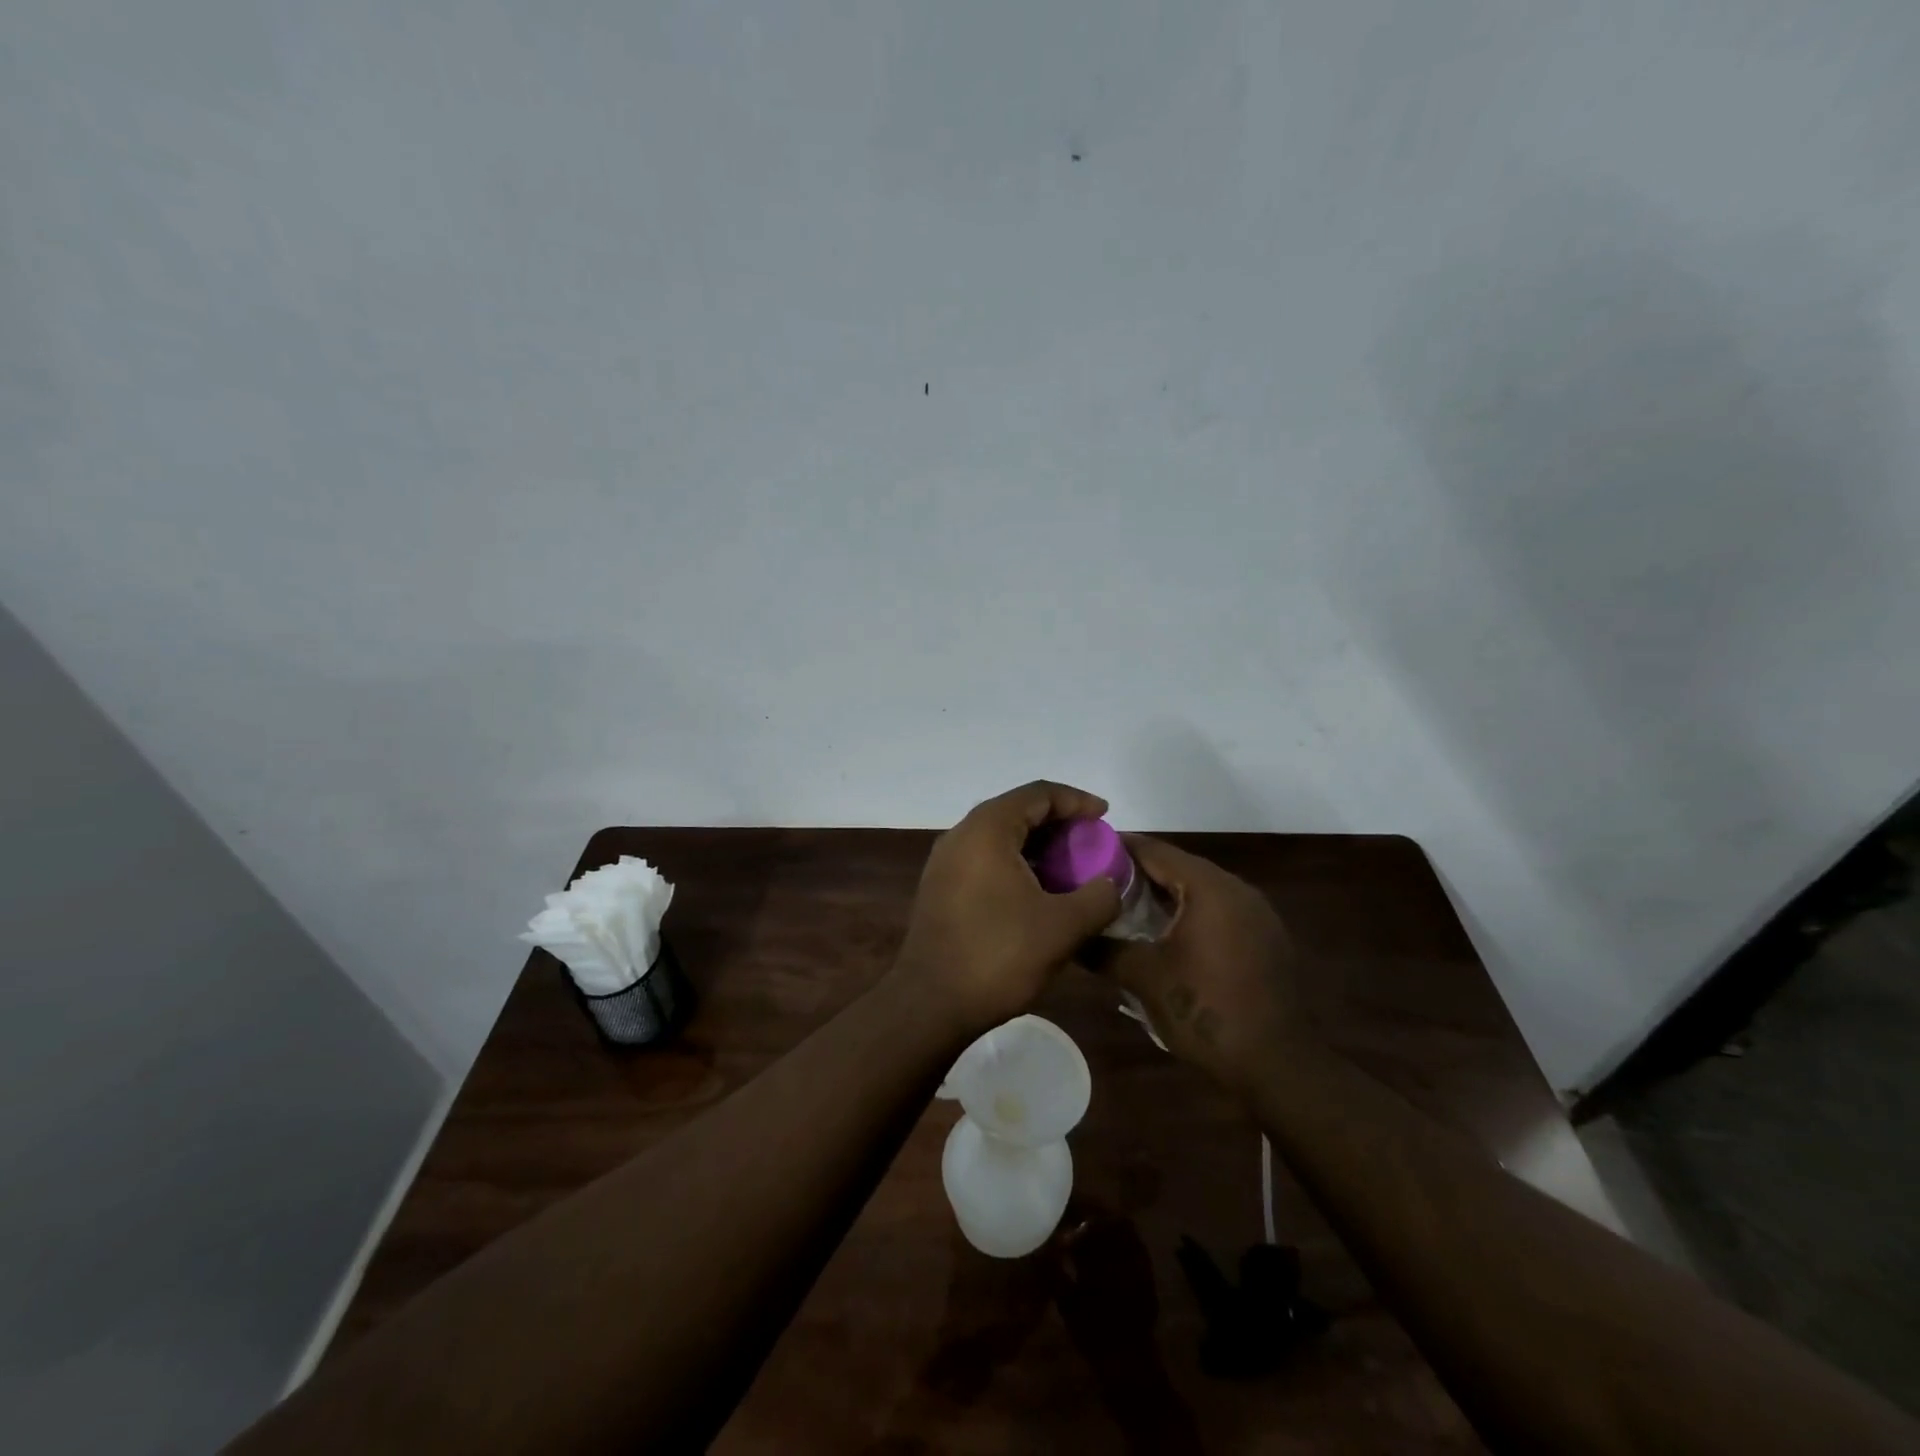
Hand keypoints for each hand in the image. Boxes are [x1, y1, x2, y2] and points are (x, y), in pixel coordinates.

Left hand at [894, 781, 1122, 1032]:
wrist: (930, 1005)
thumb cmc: (998, 956)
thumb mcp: (1063, 927)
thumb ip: (1099, 897)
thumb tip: (1111, 884)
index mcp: (987, 829)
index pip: (1038, 794)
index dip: (1076, 800)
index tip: (1105, 816)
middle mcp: (961, 835)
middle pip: (1017, 811)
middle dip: (1059, 823)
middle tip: (1092, 843)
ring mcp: (945, 862)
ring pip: (1000, 837)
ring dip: (1038, 846)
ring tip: (1071, 867)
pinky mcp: (940, 887)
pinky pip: (985, 859)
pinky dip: (1016, 864)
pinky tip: (1039, 891)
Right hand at [1094, 836, 1304, 1091]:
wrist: (1277, 1064)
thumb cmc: (1206, 1010)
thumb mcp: (1145, 978)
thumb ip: (1103, 949)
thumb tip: (1072, 937)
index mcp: (1209, 887)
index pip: (1155, 850)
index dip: (1117, 849)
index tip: (1084, 853)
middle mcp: (1237, 888)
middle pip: (1178, 866)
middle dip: (1137, 873)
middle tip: (1097, 884)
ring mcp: (1257, 912)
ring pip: (1199, 889)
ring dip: (1164, 895)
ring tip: (1125, 908)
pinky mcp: (1265, 937)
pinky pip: (1218, 910)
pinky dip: (1189, 913)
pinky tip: (1165, 935)